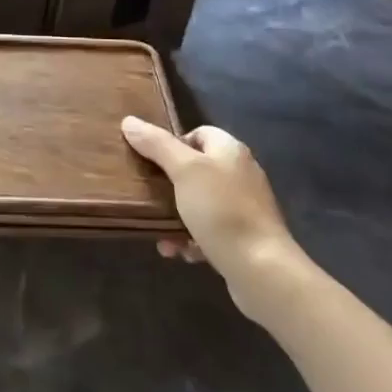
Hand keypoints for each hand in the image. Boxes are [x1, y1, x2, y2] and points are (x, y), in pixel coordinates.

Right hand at [121, 118, 297, 277]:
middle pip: (196, 170)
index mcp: (230, 150)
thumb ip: (157, 144)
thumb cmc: (221, 210)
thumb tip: (129, 121)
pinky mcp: (245, 237)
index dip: (173, 144)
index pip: (198, 133)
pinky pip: (210, 231)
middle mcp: (240, 174)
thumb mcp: (184, 170)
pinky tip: (181, 252)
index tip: (152, 162)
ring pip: (200, 204)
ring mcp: (245, 207)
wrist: (262, 270)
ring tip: (162, 236)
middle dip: (169, 187)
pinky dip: (193, 239)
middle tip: (149, 198)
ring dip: (176, 218)